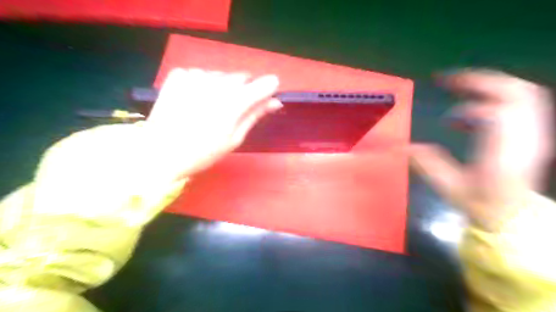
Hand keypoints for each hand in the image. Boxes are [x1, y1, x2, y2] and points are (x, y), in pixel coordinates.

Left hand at [142, 68, 282, 179]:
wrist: (160, 153)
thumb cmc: (203, 152)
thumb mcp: (234, 139)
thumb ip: (255, 115)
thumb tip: (275, 102)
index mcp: (235, 102)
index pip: (266, 83)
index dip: (267, 91)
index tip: (263, 100)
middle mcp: (218, 83)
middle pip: (243, 77)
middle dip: (243, 91)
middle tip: (231, 112)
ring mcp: (196, 75)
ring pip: (222, 75)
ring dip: (223, 88)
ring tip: (210, 108)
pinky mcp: (179, 74)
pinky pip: (201, 74)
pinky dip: (203, 85)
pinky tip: (194, 100)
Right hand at [410, 68, 552, 228]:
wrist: (512, 214)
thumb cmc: (481, 202)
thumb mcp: (449, 187)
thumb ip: (428, 164)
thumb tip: (405, 147)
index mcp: (502, 149)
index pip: (494, 113)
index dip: (467, 109)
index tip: (444, 119)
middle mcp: (524, 135)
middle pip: (514, 91)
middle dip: (480, 80)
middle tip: (450, 80)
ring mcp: (533, 132)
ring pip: (522, 92)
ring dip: (490, 85)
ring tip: (462, 87)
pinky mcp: (532, 133)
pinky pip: (521, 103)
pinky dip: (498, 97)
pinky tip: (475, 112)